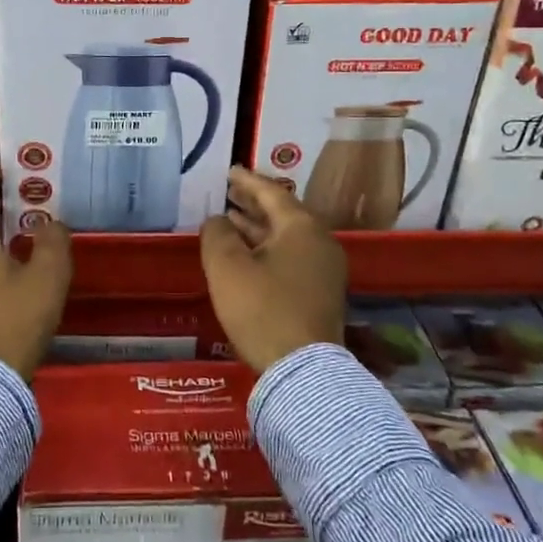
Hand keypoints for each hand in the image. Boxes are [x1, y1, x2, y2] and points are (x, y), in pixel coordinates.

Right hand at [200, 166, 346, 372]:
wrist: (303, 371)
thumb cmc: (262, 309)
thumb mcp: (227, 267)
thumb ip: (217, 234)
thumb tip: (218, 221)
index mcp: (302, 227)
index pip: (271, 192)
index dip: (246, 180)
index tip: (229, 171)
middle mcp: (320, 242)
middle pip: (283, 213)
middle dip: (253, 203)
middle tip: (228, 193)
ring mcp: (325, 269)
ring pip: (287, 237)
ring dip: (258, 228)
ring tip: (230, 221)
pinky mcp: (321, 293)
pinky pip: (291, 256)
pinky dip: (267, 248)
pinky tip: (247, 255)